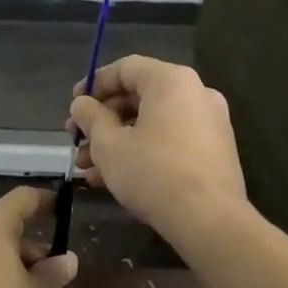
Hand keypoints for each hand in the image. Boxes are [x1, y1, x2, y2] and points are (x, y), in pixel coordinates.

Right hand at [68, 55, 246, 243]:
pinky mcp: (213, 151)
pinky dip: (141, 151)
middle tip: (76, 140)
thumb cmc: (153, 172)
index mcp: (171, 81)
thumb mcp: (108, 145)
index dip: (94, 84)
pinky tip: (113, 178)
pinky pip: (169, 140)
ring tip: (87, 167)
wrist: (208, 219)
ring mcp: (209, 123)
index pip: (126, 68)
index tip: (74, 105)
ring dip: (116, 141)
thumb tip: (81, 105)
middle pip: (139, 97)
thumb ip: (91, 118)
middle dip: (102, 120)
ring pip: (152, 123)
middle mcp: (196, 93)